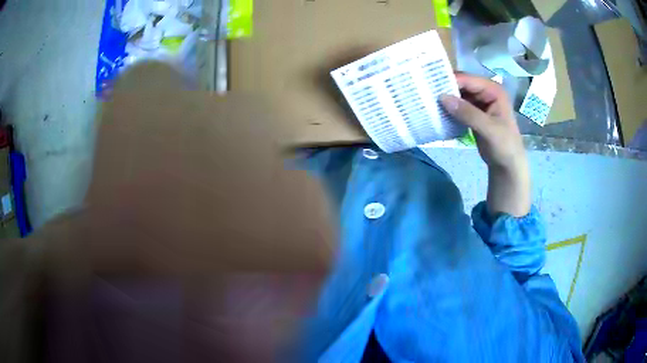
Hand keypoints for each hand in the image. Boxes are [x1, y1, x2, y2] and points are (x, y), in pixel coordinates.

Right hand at [440, 73, 530, 217]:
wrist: (508, 165)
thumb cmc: (504, 146)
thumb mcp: (489, 129)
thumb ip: (468, 113)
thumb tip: (442, 97)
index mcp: (493, 90)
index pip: (468, 80)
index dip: (450, 81)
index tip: (429, 85)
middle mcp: (486, 91)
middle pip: (461, 85)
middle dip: (445, 88)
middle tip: (425, 93)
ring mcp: (480, 102)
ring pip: (458, 95)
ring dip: (445, 99)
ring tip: (427, 101)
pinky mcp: (474, 112)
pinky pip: (458, 106)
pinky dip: (449, 108)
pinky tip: (437, 112)